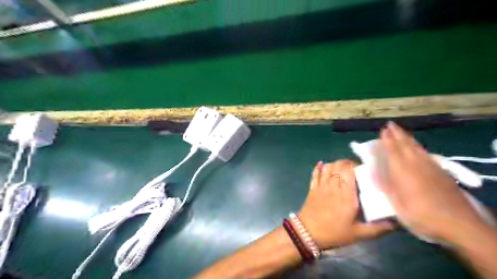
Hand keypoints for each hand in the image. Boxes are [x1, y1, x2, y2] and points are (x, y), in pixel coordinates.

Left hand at [296, 160, 393, 249]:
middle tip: (354, 170)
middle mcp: (333, 185)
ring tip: (341, 169)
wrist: (307, 234)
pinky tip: (322, 164)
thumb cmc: (334, 233)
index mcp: (346, 194)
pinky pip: (314, 173)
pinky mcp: (312, 188)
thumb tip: (397, 223)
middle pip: (338, 165)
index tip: (363, 171)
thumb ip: (378, 228)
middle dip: (347, 163)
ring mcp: (321, 185)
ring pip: (327, 167)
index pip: (349, 170)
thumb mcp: (359, 234)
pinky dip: (318, 167)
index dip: (356, 166)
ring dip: (335, 164)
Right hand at [377, 121, 487, 242]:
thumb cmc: (421, 215)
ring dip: (408, 138)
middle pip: (406, 145)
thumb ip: (385, 185)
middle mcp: (416, 165)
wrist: (458, 224)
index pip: (393, 150)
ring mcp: (430, 167)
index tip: (383, 130)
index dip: (387, 140)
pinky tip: (418, 147)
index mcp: (403, 171)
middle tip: (390, 125)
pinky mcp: (441, 172)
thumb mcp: (396, 204)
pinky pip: (426, 153)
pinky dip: (419, 146)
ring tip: (401, 131)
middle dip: (397, 134)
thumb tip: (373, 170)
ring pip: (417, 147)